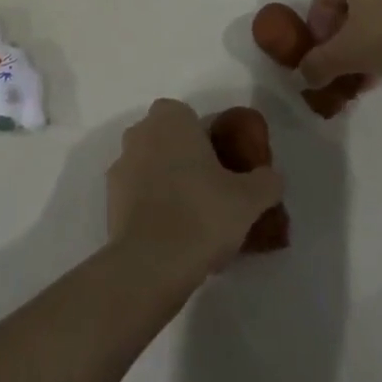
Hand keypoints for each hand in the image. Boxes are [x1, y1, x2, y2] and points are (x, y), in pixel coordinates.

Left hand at [107, 99, 283, 279]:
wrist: (151, 264)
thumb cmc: (201, 214)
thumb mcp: (249, 199)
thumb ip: (266, 181)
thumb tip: (272, 177)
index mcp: (171, 117)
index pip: (192, 120)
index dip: (209, 144)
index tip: (224, 173)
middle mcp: (141, 131)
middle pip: (170, 142)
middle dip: (186, 162)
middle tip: (211, 196)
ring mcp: (121, 164)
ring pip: (152, 168)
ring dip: (167, 185)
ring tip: (192, 224)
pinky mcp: (109, 199)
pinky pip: (137, 195)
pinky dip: (152, 208)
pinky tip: (171, 238)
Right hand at [300, 0, 381, 88]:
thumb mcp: (350, 52)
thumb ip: (320, 64)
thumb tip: (303, 75)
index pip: (320, 0)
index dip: (318, 34)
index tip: (325, 63)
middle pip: (346, 6)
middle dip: (342, 41)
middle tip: (346, 70)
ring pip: (370, 11)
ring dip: (364, 42)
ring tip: (370, 73)